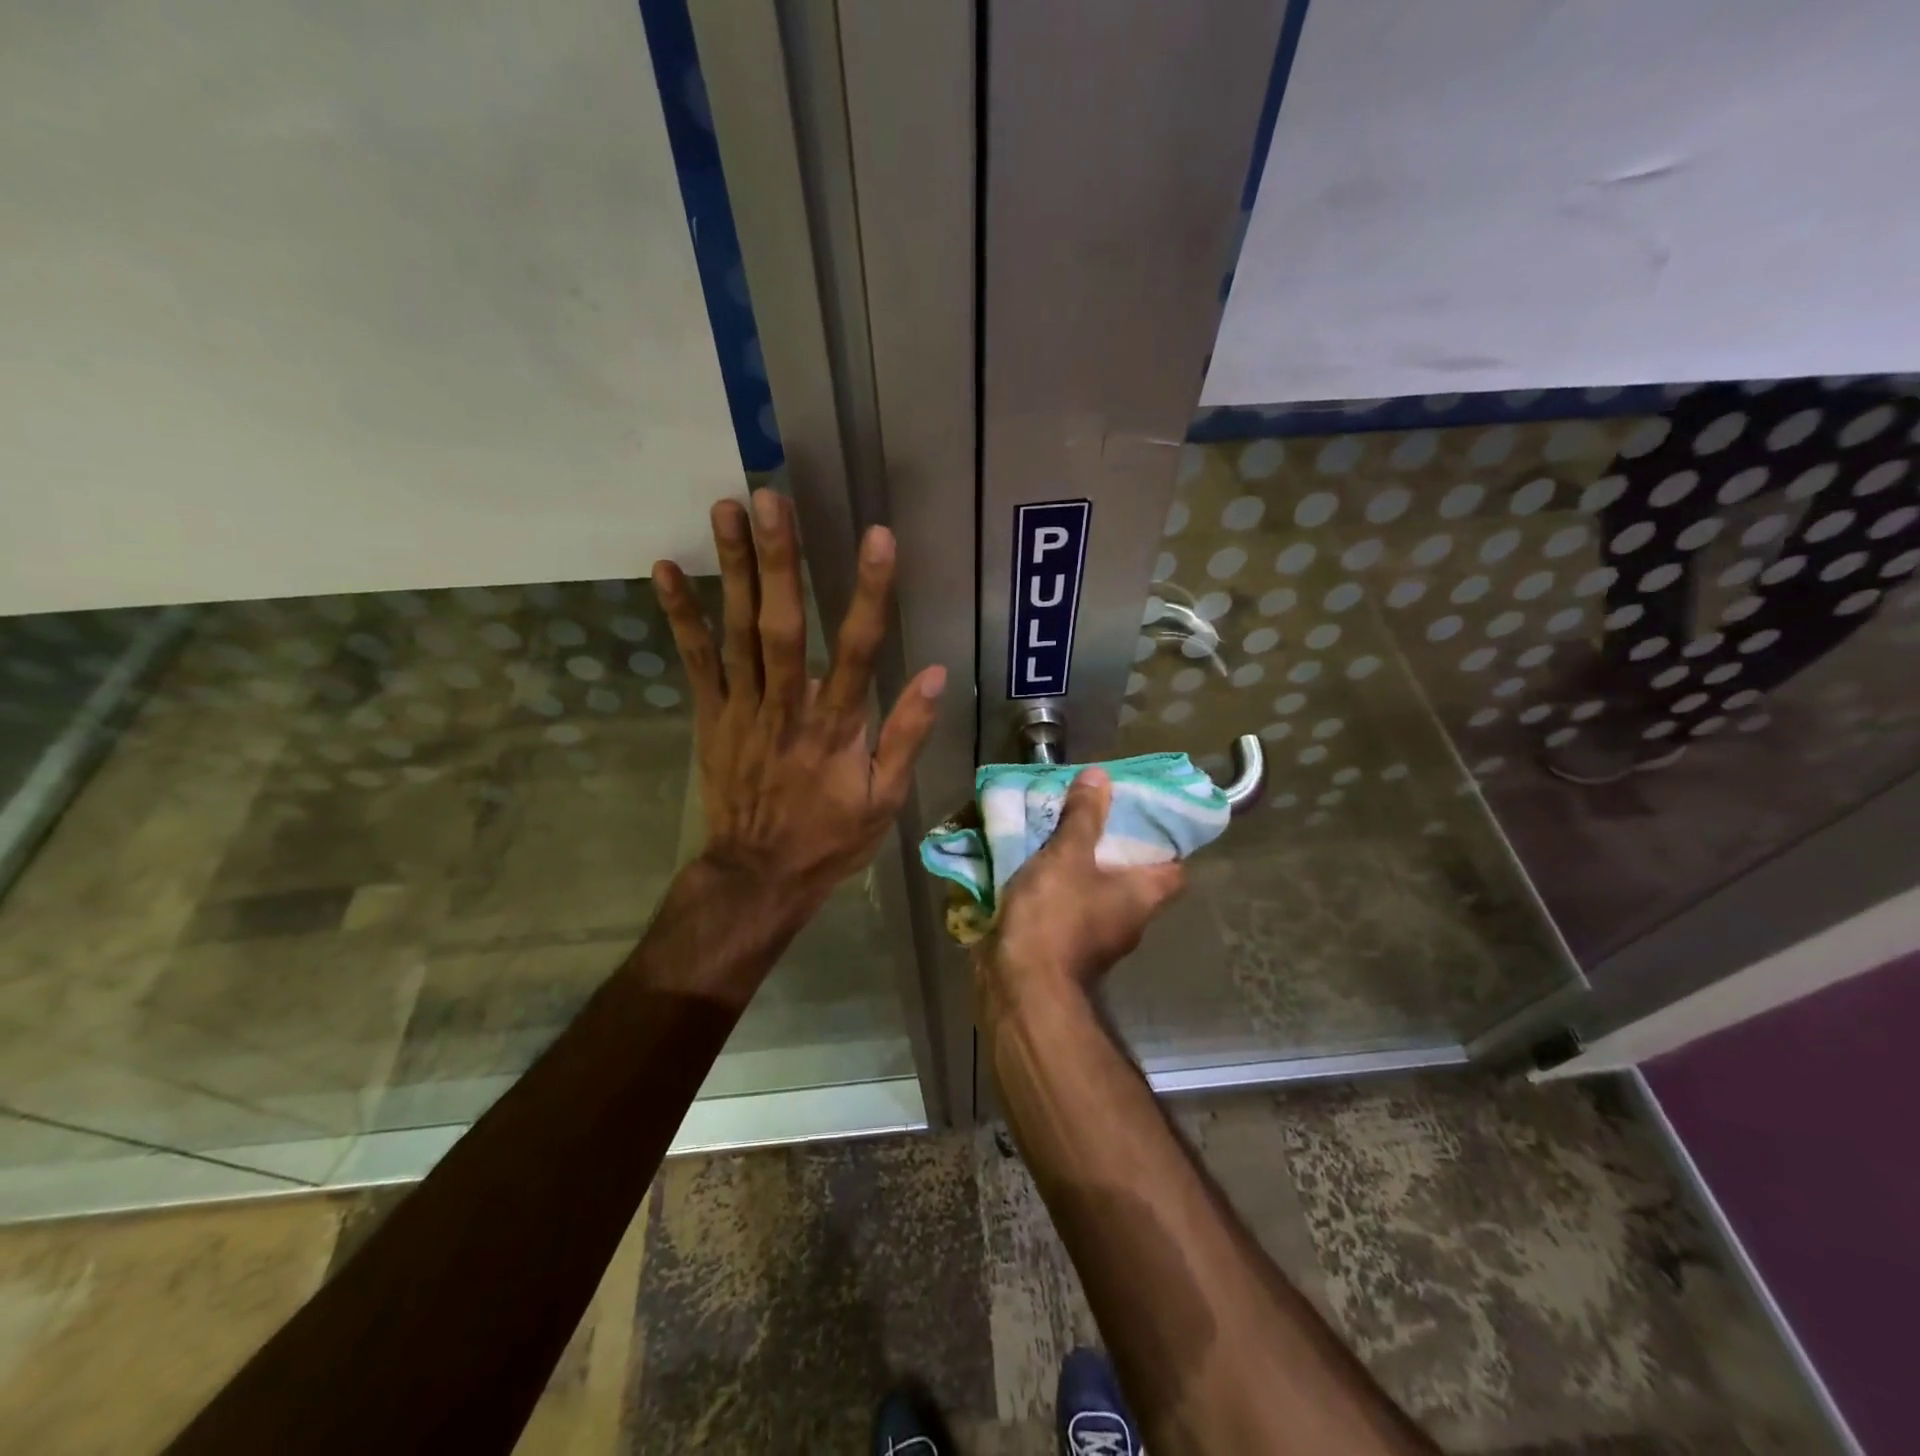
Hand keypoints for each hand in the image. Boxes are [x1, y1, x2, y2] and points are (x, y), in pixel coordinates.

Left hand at [652, 489, 945, 923]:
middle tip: (771, 499)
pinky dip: (680, 615)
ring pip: (737, 632)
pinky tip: (667, 569)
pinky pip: (695, 661)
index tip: (878, 538)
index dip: (869, 593)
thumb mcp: (885, 799)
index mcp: (836, 727)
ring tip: (727, 509)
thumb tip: (932, 673)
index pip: (859, 650)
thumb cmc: (829, 837)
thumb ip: (907, 735)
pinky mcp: (711, 716)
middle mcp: (786, 707)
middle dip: (779, 561)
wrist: (758, 875)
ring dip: (733, 569)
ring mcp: (742, 709)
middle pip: (783, 626)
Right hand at [978, 769, 1183, 1012]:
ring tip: (1057, 835)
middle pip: (1133, 878)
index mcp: (1143, 896)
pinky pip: (1069, 909)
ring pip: (1097, 893)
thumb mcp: (1068, 856)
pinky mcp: (1067, 949)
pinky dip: (1057, 890)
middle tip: (1091, 816)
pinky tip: (1034, 869)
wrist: (1021, 986)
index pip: (1174, 868)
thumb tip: (1101, 776)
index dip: (1164, 842)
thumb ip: (1084, 816)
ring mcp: (1098, 939)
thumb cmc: (1056, 917)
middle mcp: (1129, 920)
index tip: (1142, 816)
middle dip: (1113, 848)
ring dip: (1081, 869)